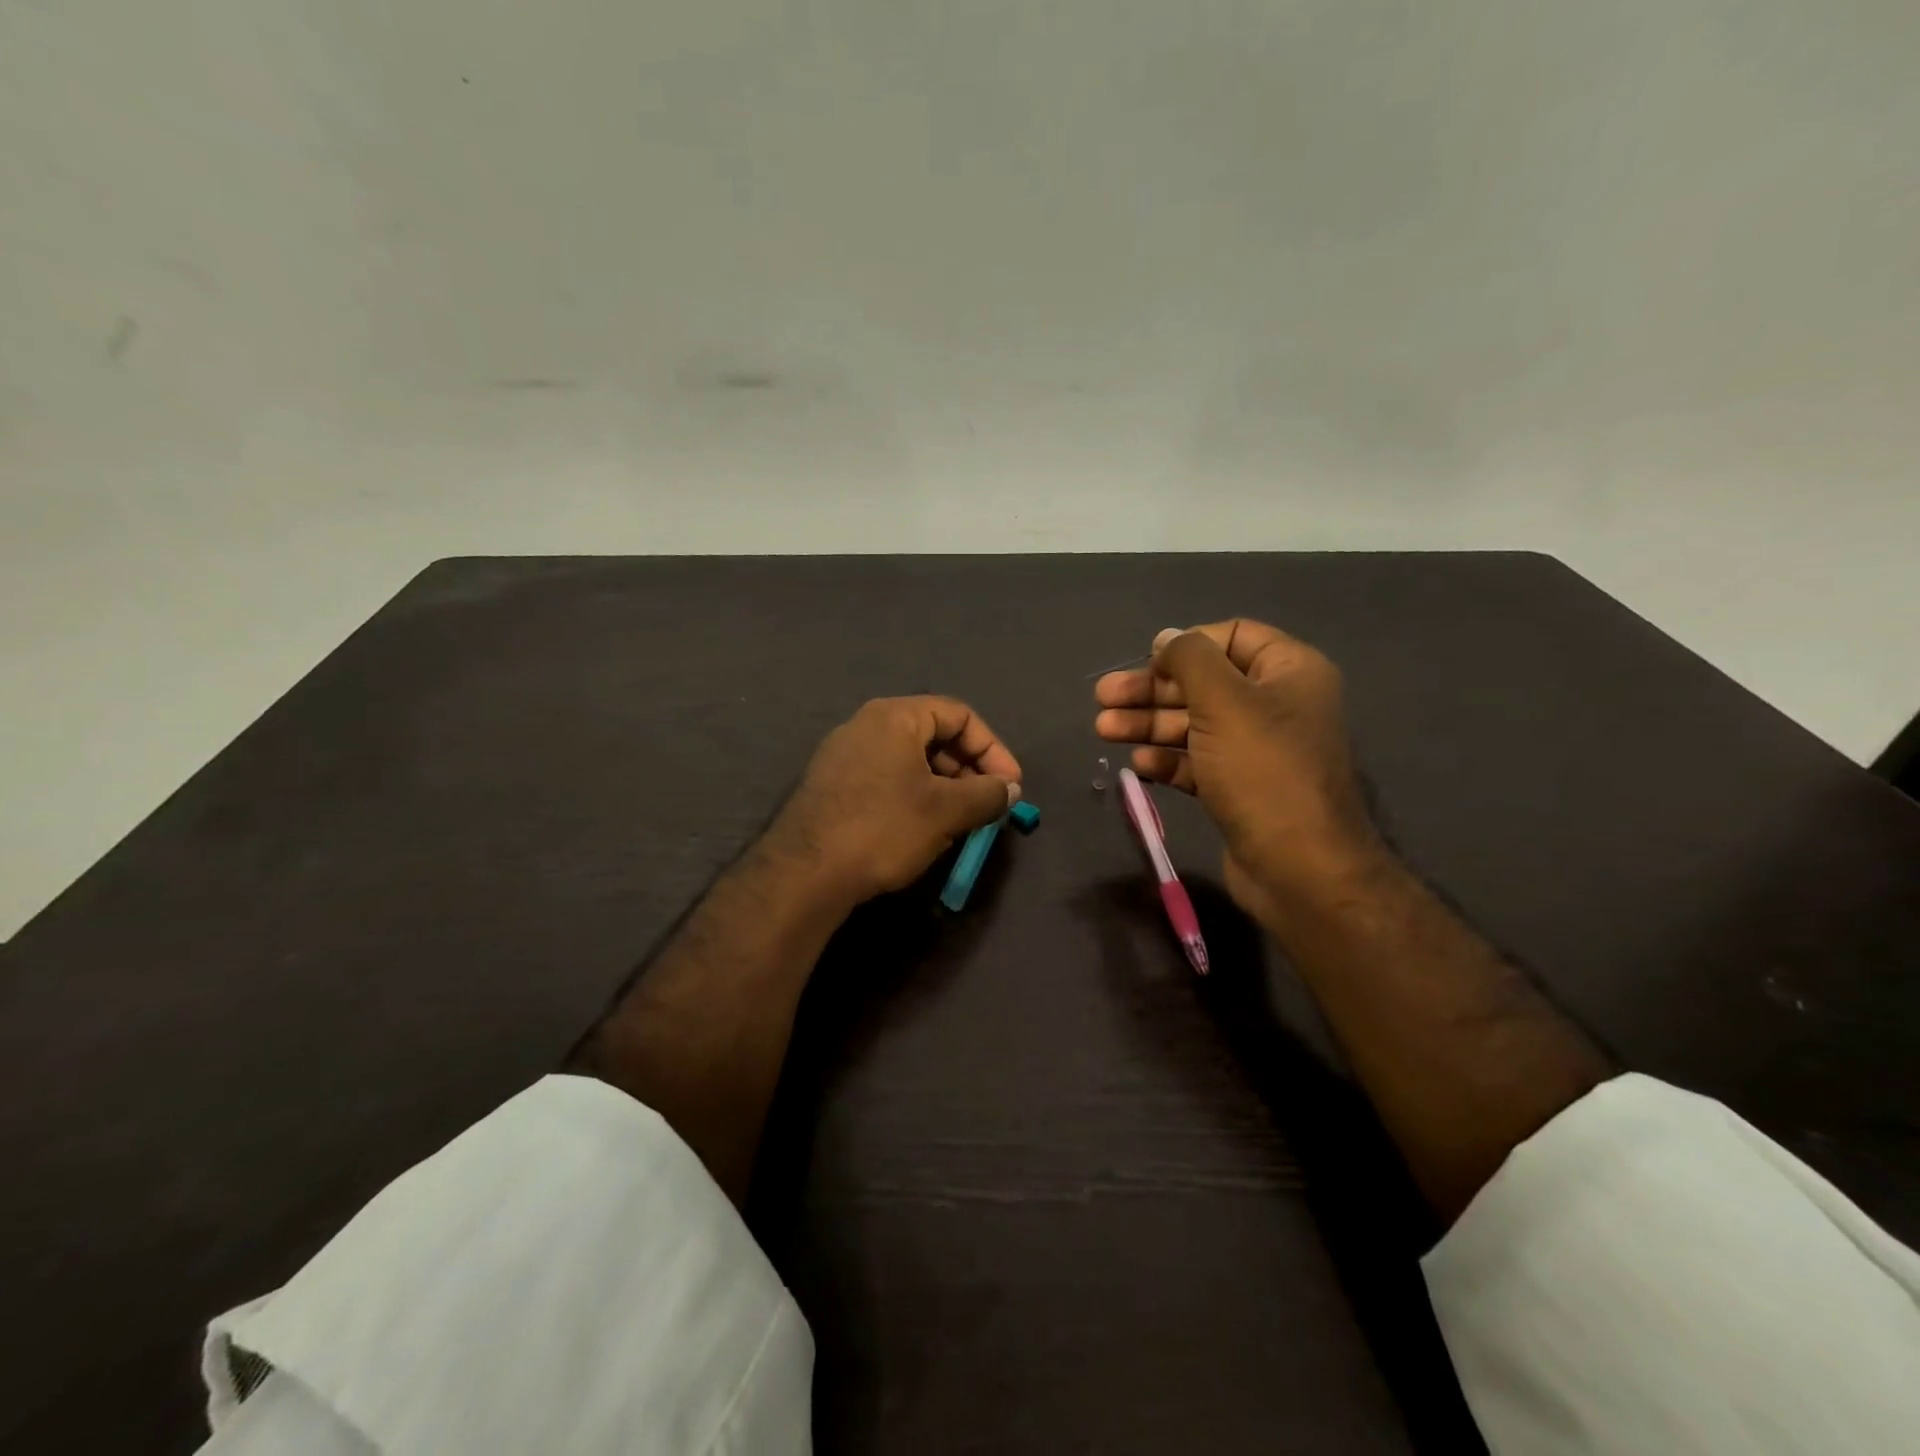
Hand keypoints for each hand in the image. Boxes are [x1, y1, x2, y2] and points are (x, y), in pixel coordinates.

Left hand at [766, 696, 1022, 906]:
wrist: (805, 873)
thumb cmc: (883, 828)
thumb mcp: (946, 811)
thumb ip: (987, 794)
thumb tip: (1009, 789)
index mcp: (894, 717)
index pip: (959, 715)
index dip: (993, 748)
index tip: (1010, 786)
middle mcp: (866, 725)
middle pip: (934, 735)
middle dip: (969, 769)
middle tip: (987, 805)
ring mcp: (845, 755)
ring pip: (911, 761)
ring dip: (945, 787)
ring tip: (960, 821)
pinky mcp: (834, 786)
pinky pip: (887, 779)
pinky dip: (916, 797)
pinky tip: (924, 830)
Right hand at [1094, 620, 1383, 921]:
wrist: (1299, 868)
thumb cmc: (1263, 771)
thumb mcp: (1223, 702)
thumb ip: (1190, 660)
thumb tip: (1167, 638)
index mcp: (1288, 672)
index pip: (1233, 637)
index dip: (1186, 645)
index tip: (1147, 663)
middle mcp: (1275, 705)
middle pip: (1203, 683)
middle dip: (1151, 690)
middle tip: (1103, 698)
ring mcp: (1257, 750)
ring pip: (1194, 724)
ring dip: (1149, 724)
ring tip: (1104, 730)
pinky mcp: (1239, 788)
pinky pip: (1197, 762)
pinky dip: (1168, 760)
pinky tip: (1140, 766)